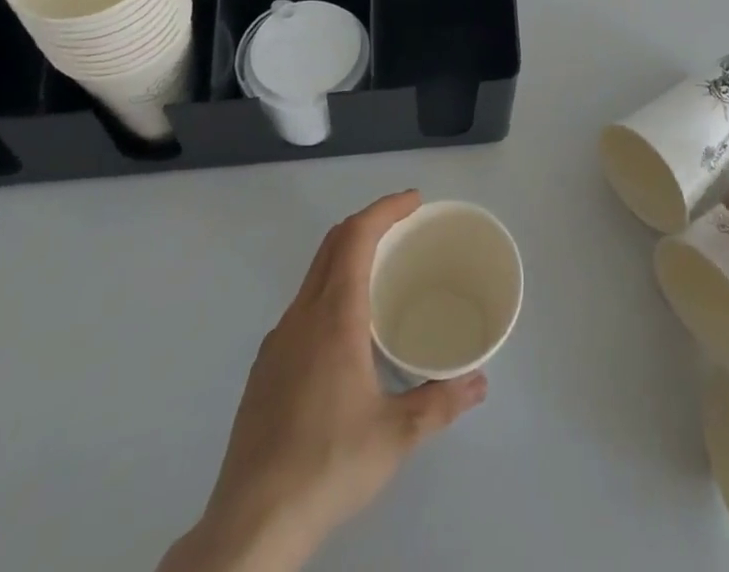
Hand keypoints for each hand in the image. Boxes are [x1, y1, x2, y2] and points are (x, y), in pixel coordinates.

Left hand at [162, 191, 487, 571]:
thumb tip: (479, 382)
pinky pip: (302, 307)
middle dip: (369, 223)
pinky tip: (347, 332)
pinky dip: (330, 291)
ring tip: (381, 273)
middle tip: (405, 226)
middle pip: (332, 245)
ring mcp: (277, 343)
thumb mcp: (396, 436)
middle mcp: (301, 317)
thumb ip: (441, 401)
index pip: (356, 236)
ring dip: (347, 256)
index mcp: (333, 316)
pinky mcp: (264, 371)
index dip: (385, 208)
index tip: (414, 201)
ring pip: (314, 275)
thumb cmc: (328, 465)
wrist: (248, 527)